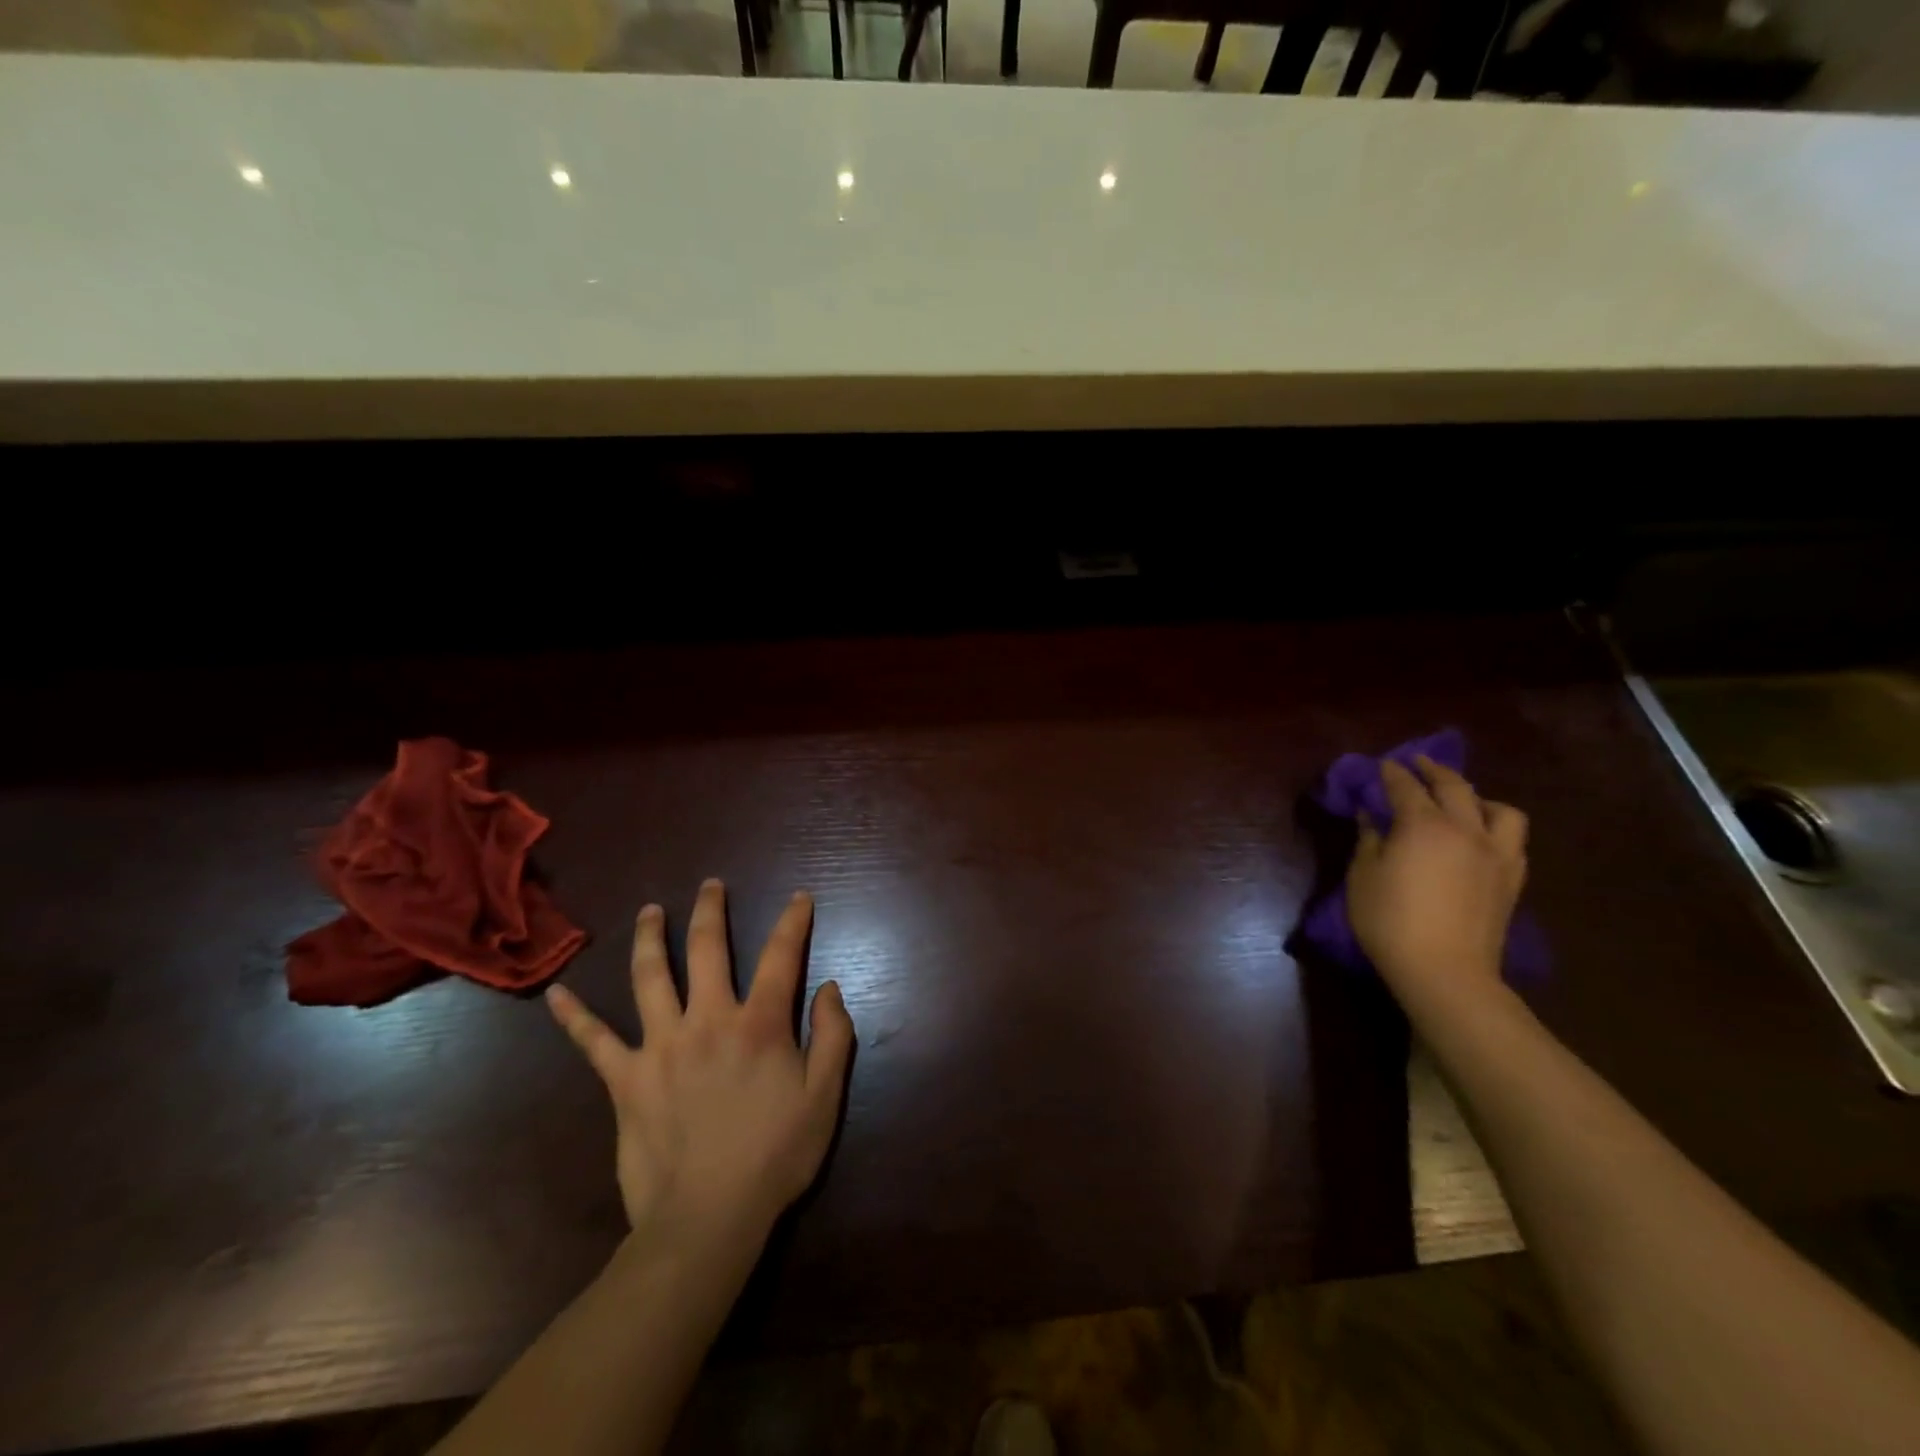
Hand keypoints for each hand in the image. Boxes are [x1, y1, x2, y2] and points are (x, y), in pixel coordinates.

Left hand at [545, 880, 854, 1253]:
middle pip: (707, 949)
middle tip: (711, 885)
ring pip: (651, 977)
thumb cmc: (774, 1157)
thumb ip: (833, 1036)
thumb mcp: (824, 1097)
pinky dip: (575, 1017)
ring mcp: (660, 1046)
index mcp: (759, 1024)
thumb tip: (828, 987)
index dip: (794, 922)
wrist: (707, 1220)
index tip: (800, 897)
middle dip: (711, 910)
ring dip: (651, 938)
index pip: (782, 957)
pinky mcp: (625, 1079)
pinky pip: (594, 1042)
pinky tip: (557, 993)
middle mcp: (708, 1020)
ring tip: (650, 910)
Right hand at [1346, 756, 1527, 1011]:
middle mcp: (1464, 829)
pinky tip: (1482, 836)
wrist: (1445, 971)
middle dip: (1433, 770)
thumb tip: (1370, 815)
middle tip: (1418, 763)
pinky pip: (1513, 839)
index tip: (1382, 764)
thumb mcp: (1363, 876)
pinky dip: (1496, 827)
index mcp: (1423, 825)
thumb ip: (1368, 840)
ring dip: (1478, 797)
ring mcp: (1495, 853)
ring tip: (1463, 800)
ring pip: (1499, 809)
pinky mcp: (1512, 878)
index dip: (1392, 772)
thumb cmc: (1390, 921)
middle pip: (1454, 786)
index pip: (1405, 787)